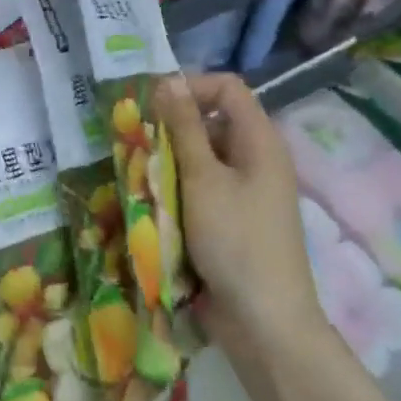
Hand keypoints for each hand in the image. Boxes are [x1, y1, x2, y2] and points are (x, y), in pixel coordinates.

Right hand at [158, 72, 328, 366]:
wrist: (263, 321)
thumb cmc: (235, 241)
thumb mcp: (203, 179)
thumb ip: (184, 128)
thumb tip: (168, 79)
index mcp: (260, 141)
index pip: (227, 88)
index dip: (190, 86)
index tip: (150, 107)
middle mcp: (255, 160)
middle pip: (212, 122)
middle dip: (172, 129)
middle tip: (137, 147)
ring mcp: (244, 192)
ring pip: (201, 158)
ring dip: (169, 163)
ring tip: (140, 179)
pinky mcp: (230, 220)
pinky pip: (200, 190)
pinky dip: (176, 191)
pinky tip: (153, 206)